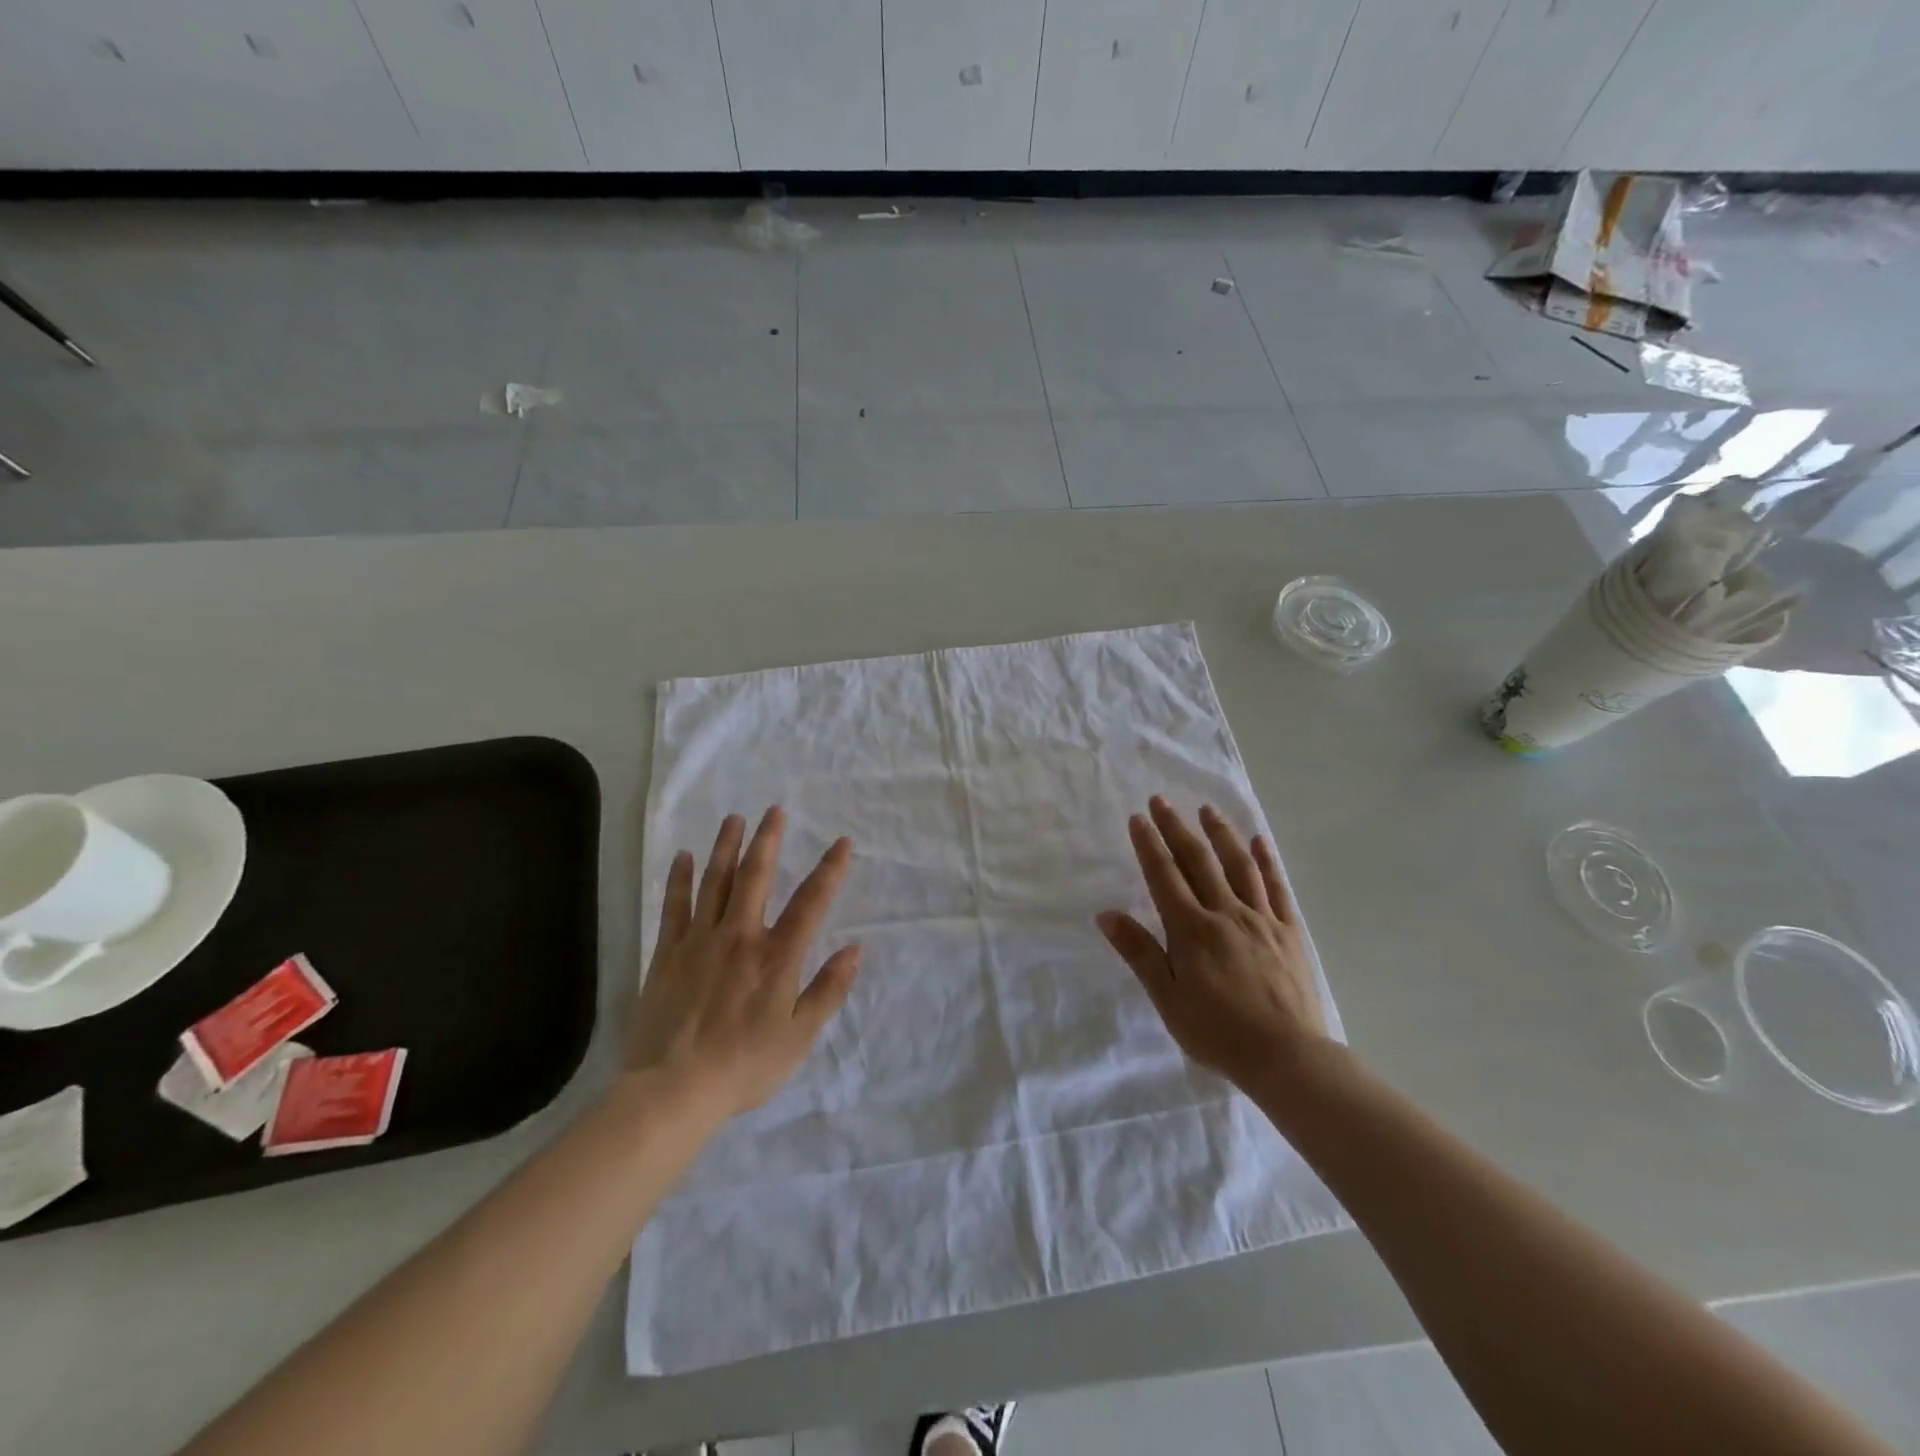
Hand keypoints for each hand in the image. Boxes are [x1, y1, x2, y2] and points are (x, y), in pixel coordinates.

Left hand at [627, 807, 860, 1121]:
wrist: (672, 1091)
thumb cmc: (744, 1066)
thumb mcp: (799, 1036)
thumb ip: (828, 989)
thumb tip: (855, 948)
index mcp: (776, 956)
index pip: (811, 902)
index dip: (830, 870)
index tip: (842, 843)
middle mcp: (739, 937)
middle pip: (755, 877)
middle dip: (768, 840)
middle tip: (774, 810)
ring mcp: (699, 942)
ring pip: (715, 882)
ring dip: (726, 847)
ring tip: (734, 819)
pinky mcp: (667, 954)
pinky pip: (674, 906)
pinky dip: (680, 879)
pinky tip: (683, 856)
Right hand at [1098, 797, 1326, 1090]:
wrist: (1287, 1057)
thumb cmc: (1217, 1031)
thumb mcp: (1167, 998)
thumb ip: (1139, 952)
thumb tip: (1106, 914)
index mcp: (1192, 929)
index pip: (1165, 876)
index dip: (1149, 844)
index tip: (1138, 818)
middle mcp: (1226, 913)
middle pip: (1199, 861)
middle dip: (1177, 828)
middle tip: (1162, 801)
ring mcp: (1261, 919)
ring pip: (1239, 866)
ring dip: (1220, 834)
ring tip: (1207, 810)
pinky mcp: (1289, 932)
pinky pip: (1277, 889)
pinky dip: (1267, 862)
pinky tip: (1259, 841)